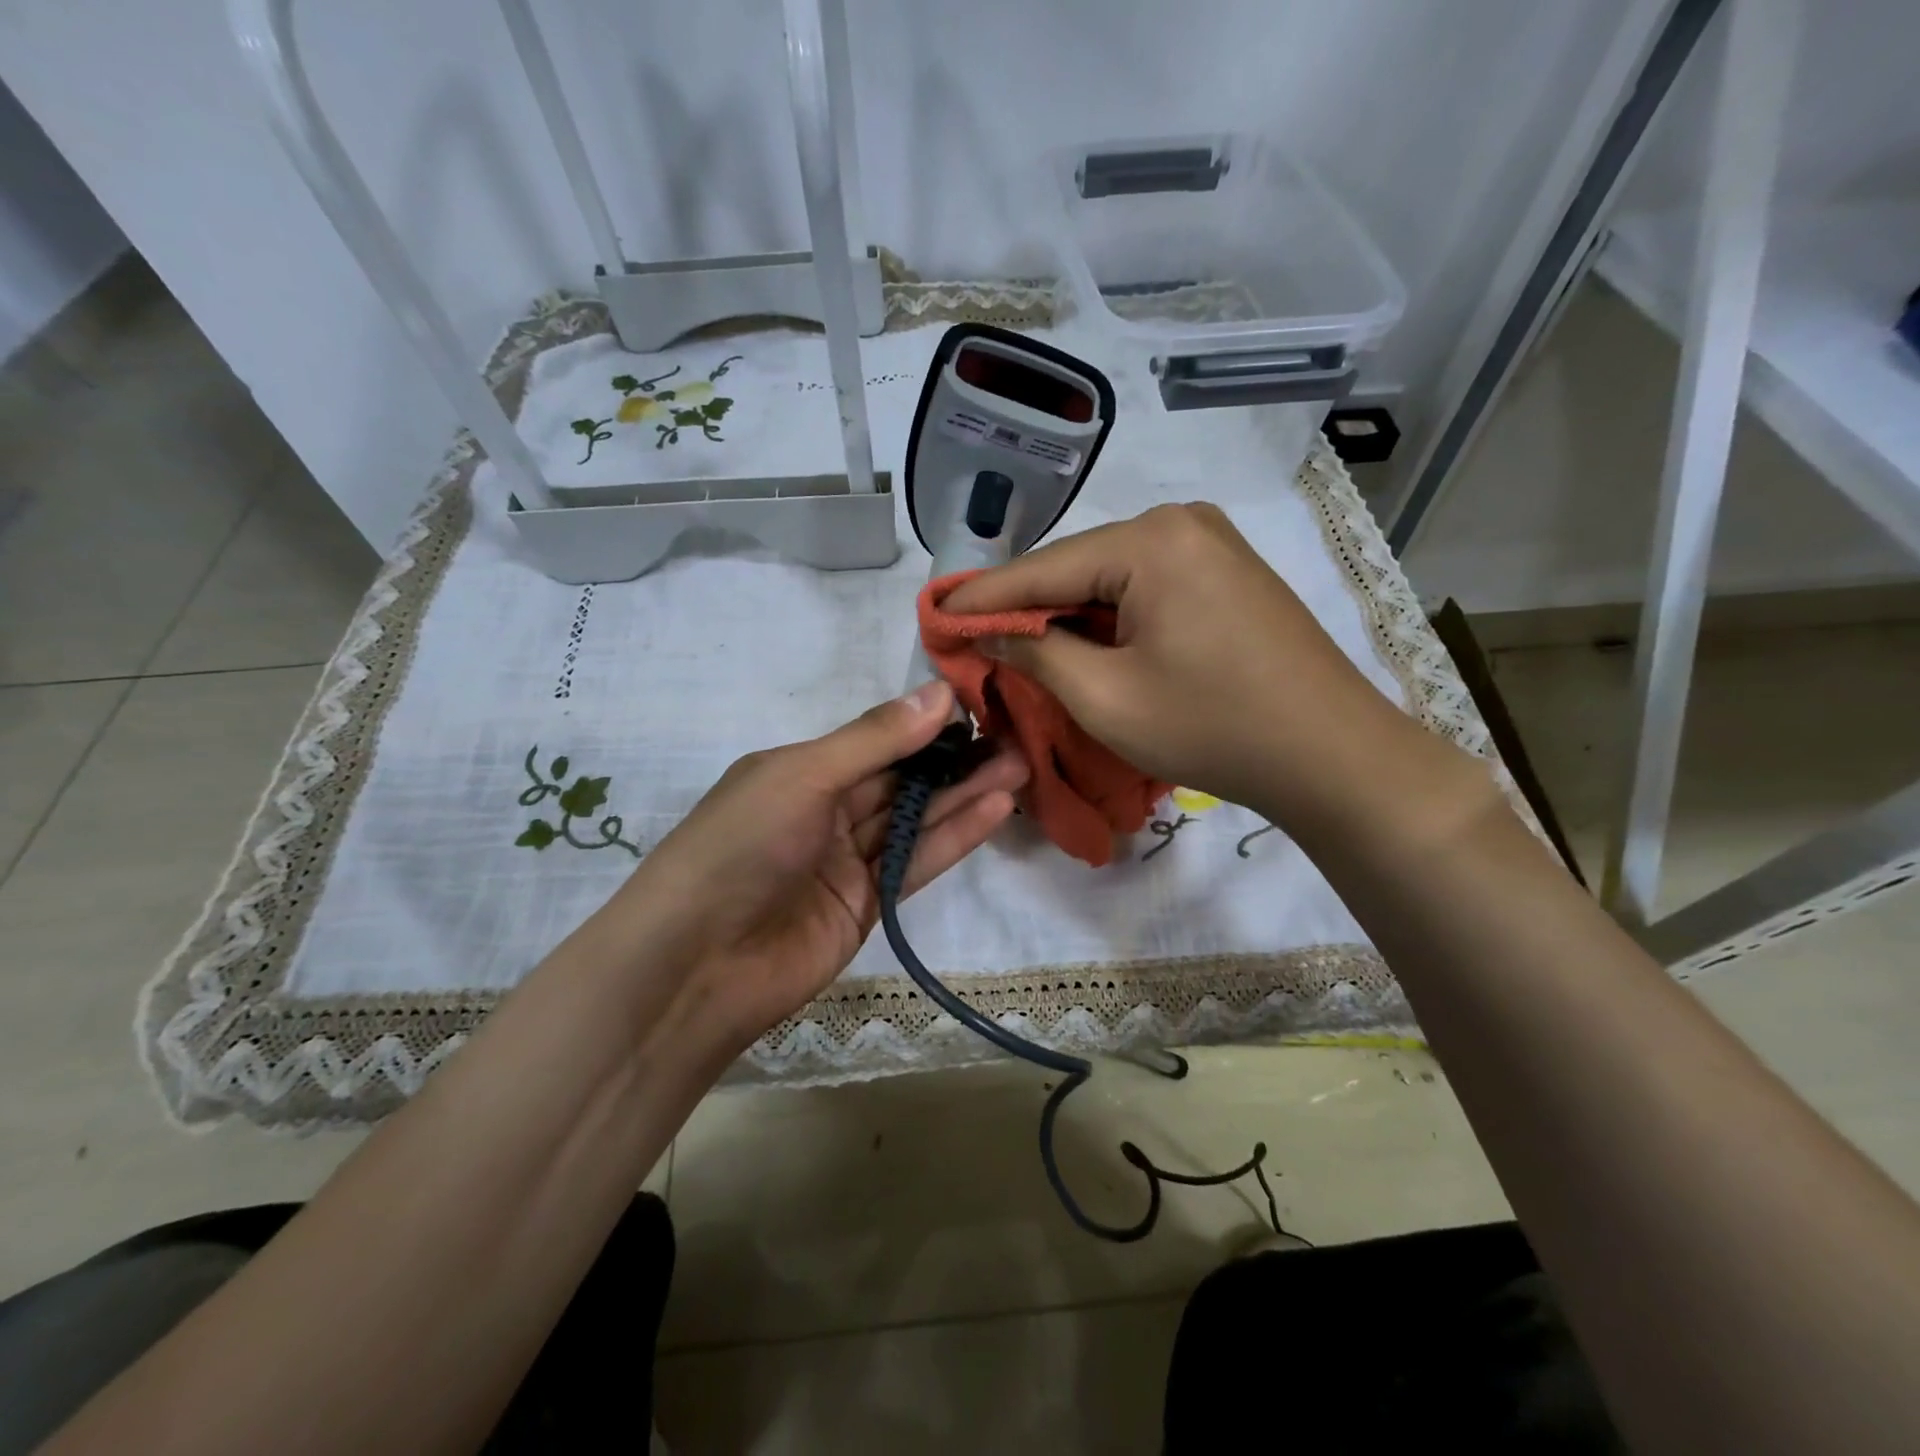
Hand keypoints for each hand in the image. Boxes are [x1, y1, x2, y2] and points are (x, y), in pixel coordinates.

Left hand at [601, 681, 1026, 1057]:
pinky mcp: (869, 904)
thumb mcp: (803, 776)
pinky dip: (954, 836)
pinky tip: (996, 809)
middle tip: (1016, 739)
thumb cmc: (741, 847)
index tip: (981, 706)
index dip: (926, 723)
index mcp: (800, 770)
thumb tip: (940, 693)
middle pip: (902, 778)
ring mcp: (847, 860)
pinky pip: (916, 861)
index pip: (875, 739)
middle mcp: (825, 809)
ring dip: (965, 794)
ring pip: (916, 818)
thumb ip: (875, 740)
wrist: (698, 965)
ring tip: (1020, 767)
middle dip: (956, 759)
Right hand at [942, 503, 1484, 842]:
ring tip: (1014, 644)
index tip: (932, 615)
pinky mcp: (1224, 572)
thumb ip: (1036, 655)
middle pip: (1076, 568)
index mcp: (1150, 541)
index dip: (982, 598)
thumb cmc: (1212, 726)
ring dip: (1064, 614)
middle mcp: (1180, 523)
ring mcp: (1209, 544)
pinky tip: (1080, 641)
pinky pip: (1144, 587)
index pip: (1042, 569)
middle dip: (1024, 607)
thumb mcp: (1106, 698)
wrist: (1329, 754)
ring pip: (1108, 578)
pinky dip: (1106, 617)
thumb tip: (989, 633)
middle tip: (970, 636)